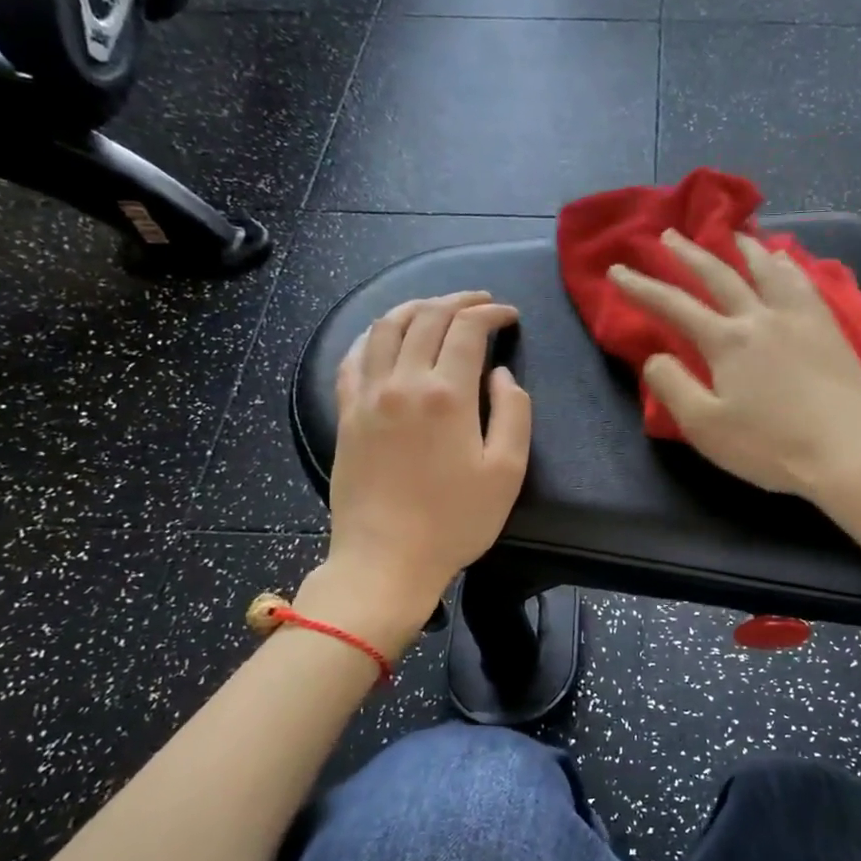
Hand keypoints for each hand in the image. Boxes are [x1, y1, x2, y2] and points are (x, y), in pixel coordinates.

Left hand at [308, 293, 530, 641]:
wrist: (387, 559)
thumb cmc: (456, 520)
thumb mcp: (508, 471)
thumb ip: (513, 412)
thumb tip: (500, 374)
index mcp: (447, 395)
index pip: (467, 330)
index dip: (490, 314)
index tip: (509, 315)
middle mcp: (403, 383)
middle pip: (426, 318)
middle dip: (457, 300)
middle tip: (480, 301)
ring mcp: (368, 396)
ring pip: (386, 328)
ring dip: (414, 307)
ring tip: (435, 307)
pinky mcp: (346, 414)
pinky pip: (353, 357)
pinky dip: (373, 335)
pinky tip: (385, 335)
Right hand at [608, 230, 860, 504]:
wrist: (846, 451)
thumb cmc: (770, 446)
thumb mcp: (706, 427)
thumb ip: (673, 388)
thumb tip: (655, 356)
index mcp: (726, 341)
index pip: (674, 305)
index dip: (642, 287)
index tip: (617, 270)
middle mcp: (760, 316)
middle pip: (718, 274)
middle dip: (688, 254)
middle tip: (668, 235)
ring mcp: (799, 317)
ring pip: (766, 268)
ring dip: (742, 247)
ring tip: (731, 232)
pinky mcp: (829, 327)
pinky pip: (803, 281)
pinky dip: (787, 264)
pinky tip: (785, 258)